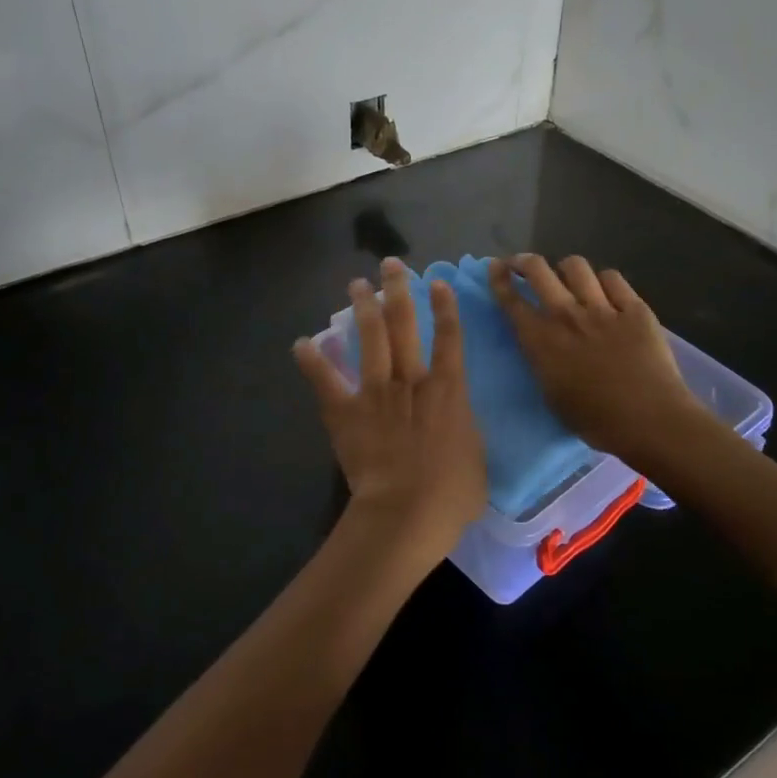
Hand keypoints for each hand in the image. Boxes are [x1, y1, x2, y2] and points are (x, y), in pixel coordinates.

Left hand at [293, 258, 486, 578]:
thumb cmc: (451, 493)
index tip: (437, 283)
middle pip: (404, 325)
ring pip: (369, 339)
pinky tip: (301, 343)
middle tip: (390, 265)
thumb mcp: (476, 457)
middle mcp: (411, 380)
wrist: (406, 512)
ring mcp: (375, 392)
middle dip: (397, 291)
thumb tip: (456, 420)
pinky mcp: (346, 412)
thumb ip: (463, 429)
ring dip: (362, 309)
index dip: (444, 307)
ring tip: (356, 284)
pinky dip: (312, 361)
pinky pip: (326, 381)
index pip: (449, 338)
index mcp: (447, 389)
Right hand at [488, 255, 700, 466]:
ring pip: (575, 266)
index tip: (495, 267)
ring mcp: (602, 308)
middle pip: (538, 270)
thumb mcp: (552, 395)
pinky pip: (613, 278)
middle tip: (523, 265)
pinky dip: (604, 281)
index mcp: (541, 341)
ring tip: (569, 278)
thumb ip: (542, 362)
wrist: (649, 420)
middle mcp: (567, 316)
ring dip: (566, 269)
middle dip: (524, 261)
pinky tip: (606, 291)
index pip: (511, 301)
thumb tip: (542, 346)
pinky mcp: (635, 308)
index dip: (499, 279)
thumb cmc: (595, 420)